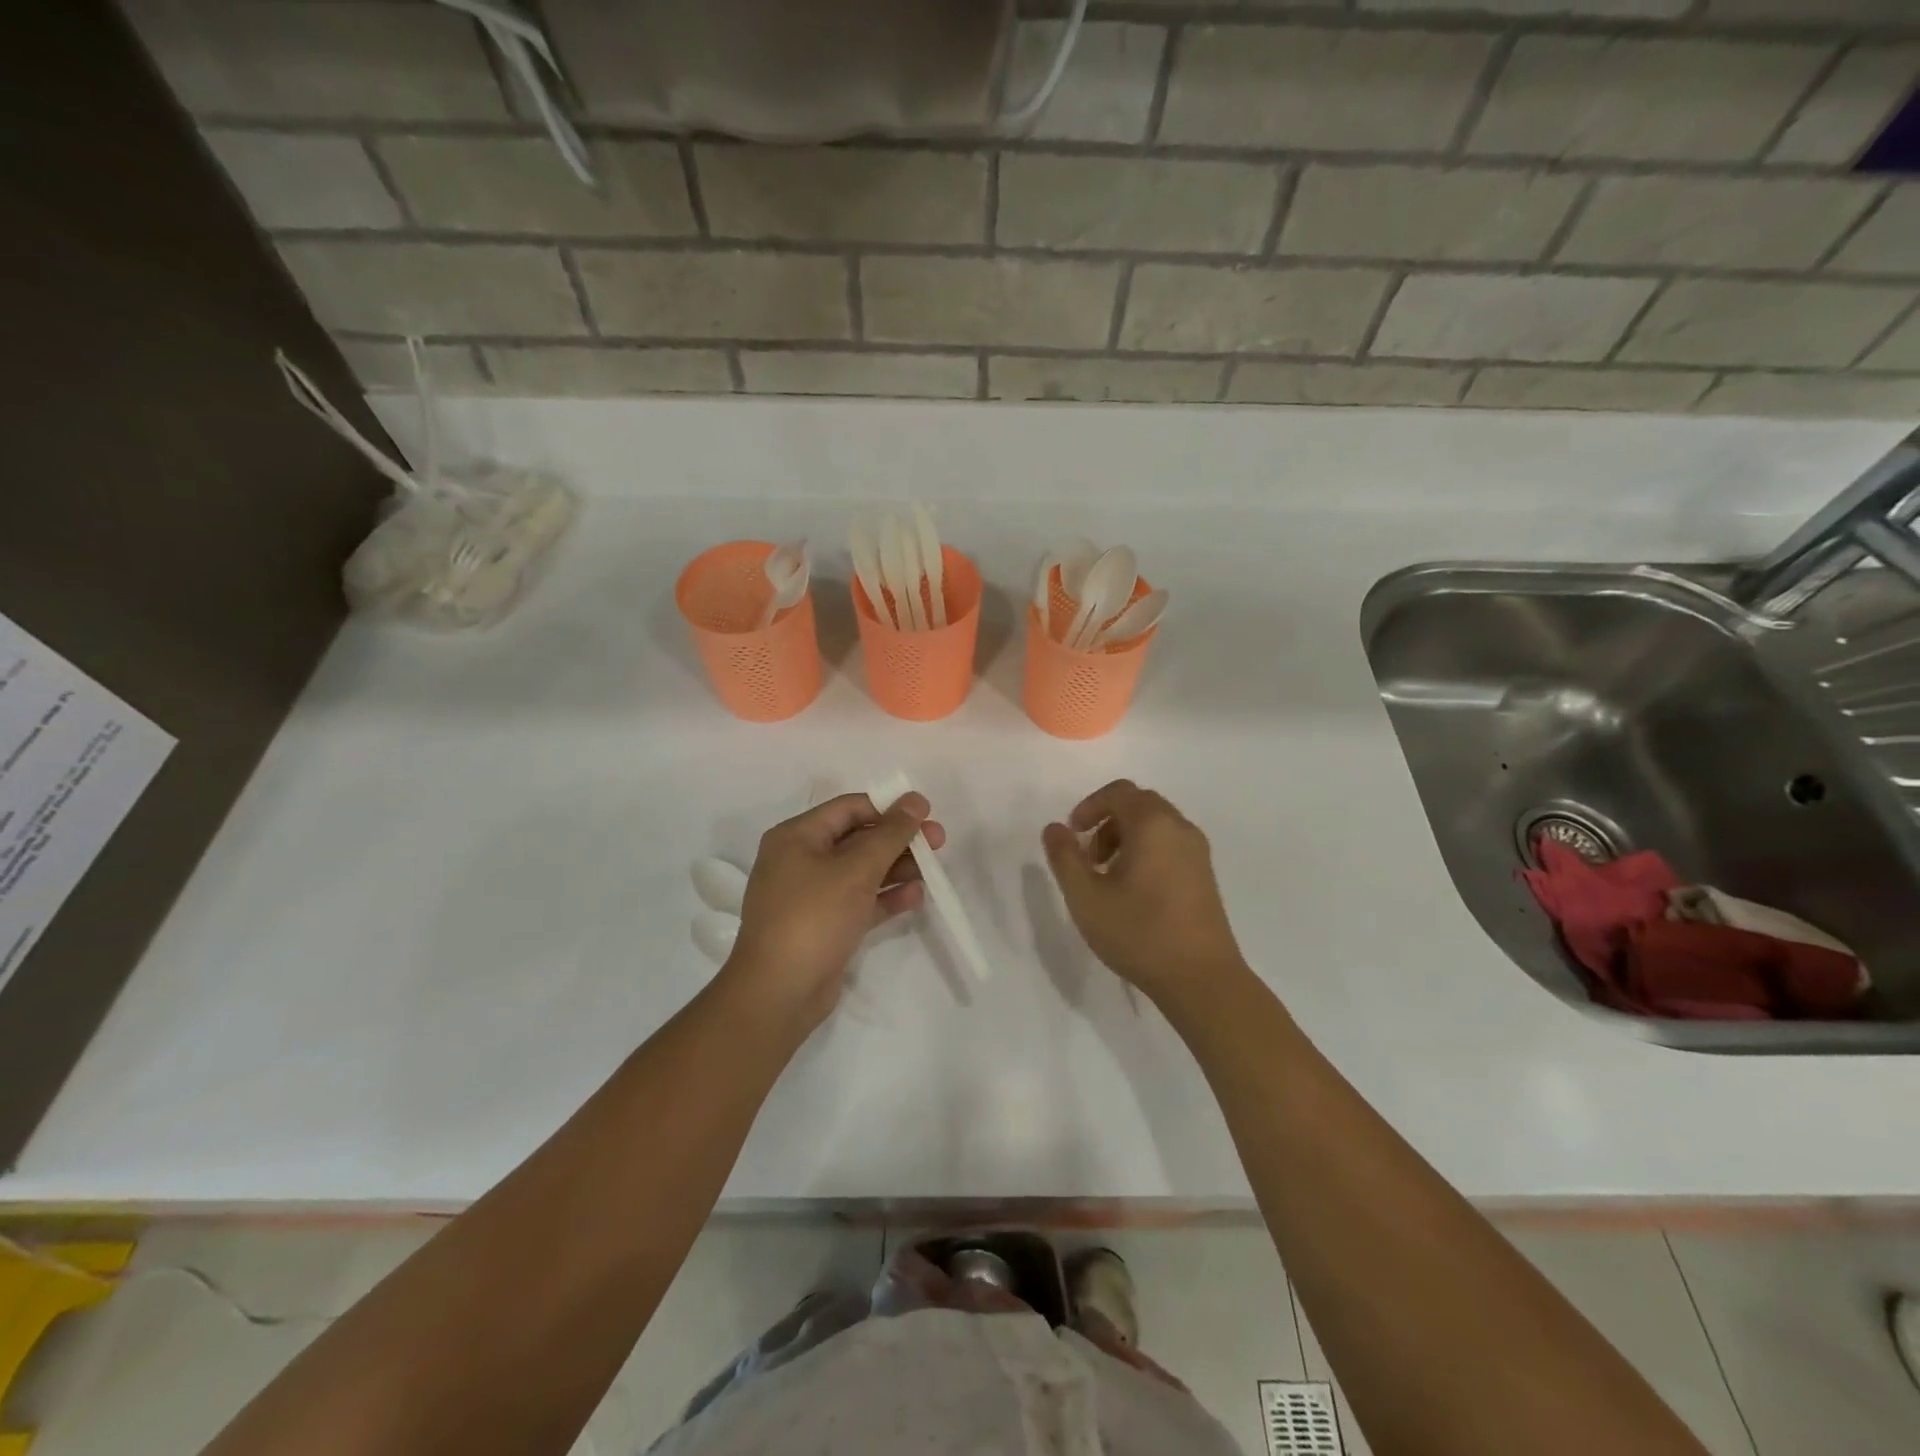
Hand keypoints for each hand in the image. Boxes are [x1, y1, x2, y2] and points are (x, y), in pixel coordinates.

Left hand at [726, 792, 945, 1029]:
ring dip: (897, 868)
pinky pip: (860, 901)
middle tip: (938, 843)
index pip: (849, 808)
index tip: (926, 813)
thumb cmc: (814, 917)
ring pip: (862, 871)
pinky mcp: (825, 925)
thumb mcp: (856, 869)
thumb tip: (915, 799)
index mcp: (797, 837)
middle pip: (858, 839)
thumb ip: (891, 833)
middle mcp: (801, 860)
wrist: (779, 992)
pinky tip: (916, 896)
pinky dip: (886, 897)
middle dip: (898, 840)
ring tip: (932, 871)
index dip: (889, 807)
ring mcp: (812, 896)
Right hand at [1041, 780, 1246, 1007]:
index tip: (1073, 834)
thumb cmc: (1139, 933)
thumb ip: (1065, 857)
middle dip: (1107, 821)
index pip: (1119, 792)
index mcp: (1153, 825)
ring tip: (1106, 877)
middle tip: (1088, 857)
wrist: (1201, 979)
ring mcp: (1198, 852)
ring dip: (1125, 838)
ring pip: (1156, 825)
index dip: (1089, 806)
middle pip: (1139, 804)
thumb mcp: (1086, 897)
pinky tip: (1134, 891)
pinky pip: (1170, 845)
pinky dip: (1146, 851)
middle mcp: (1180, 829)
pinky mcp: (1205, 876)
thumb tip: (1055, 828)